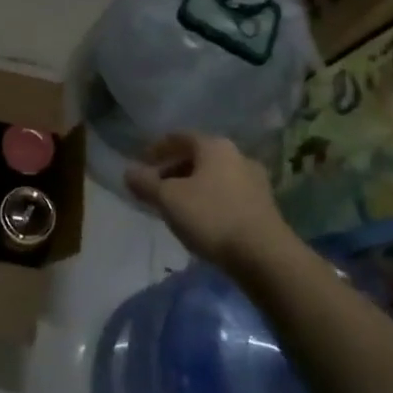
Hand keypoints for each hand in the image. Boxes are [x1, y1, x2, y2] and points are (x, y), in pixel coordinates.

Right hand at [125, 133, 288, 271]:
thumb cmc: (211, 217)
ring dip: (191, 186)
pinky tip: (200, 220)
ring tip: (175, 206)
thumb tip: (128, 171)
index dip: (156, 148)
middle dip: (173, 169)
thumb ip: (145, 183)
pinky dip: (209, 199)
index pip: (179, 137)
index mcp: (214, 146)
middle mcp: (237, 155)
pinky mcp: (263, 205)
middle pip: (197, 156)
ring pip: (213, 176)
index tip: (140, 164)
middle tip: (154, 187)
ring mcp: (254, 180)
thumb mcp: (168, 199)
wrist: (265, 256)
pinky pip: (227, 193)